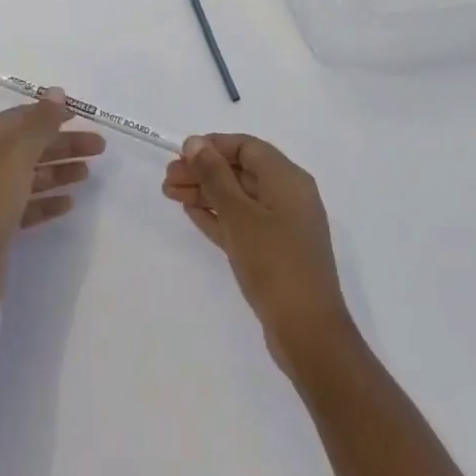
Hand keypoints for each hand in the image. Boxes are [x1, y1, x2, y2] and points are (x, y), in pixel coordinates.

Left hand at [0, 90, 106, 311]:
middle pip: (30, 146)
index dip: (48, 113)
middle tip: (98, 146)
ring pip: (32, 175)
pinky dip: (48, 200)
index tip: (80, 114)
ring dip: (59, 170)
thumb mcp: (16, 158)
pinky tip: (69, 202)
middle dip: (63, 144)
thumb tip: (56, 92)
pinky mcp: (0, 224)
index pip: (19, 118)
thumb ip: (39, 124)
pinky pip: (29, 204)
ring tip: (87, 172)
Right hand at [163, 134, 353, 373]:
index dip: (213, 146)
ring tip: (170, 194)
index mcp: (287, 179)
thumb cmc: (274, 263)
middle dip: (203, 171)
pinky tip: (191, 213)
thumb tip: (195, 142)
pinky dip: (218, 215)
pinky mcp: (275, 252)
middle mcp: (288, 196)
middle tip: (167, 180)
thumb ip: (214, 175)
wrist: (308, 334)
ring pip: (238, 198)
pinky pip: (242, 222)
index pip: (246, 147)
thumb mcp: (239, 214)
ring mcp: (282, 226)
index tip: (180, 155)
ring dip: (205, 193)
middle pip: (240, 171)